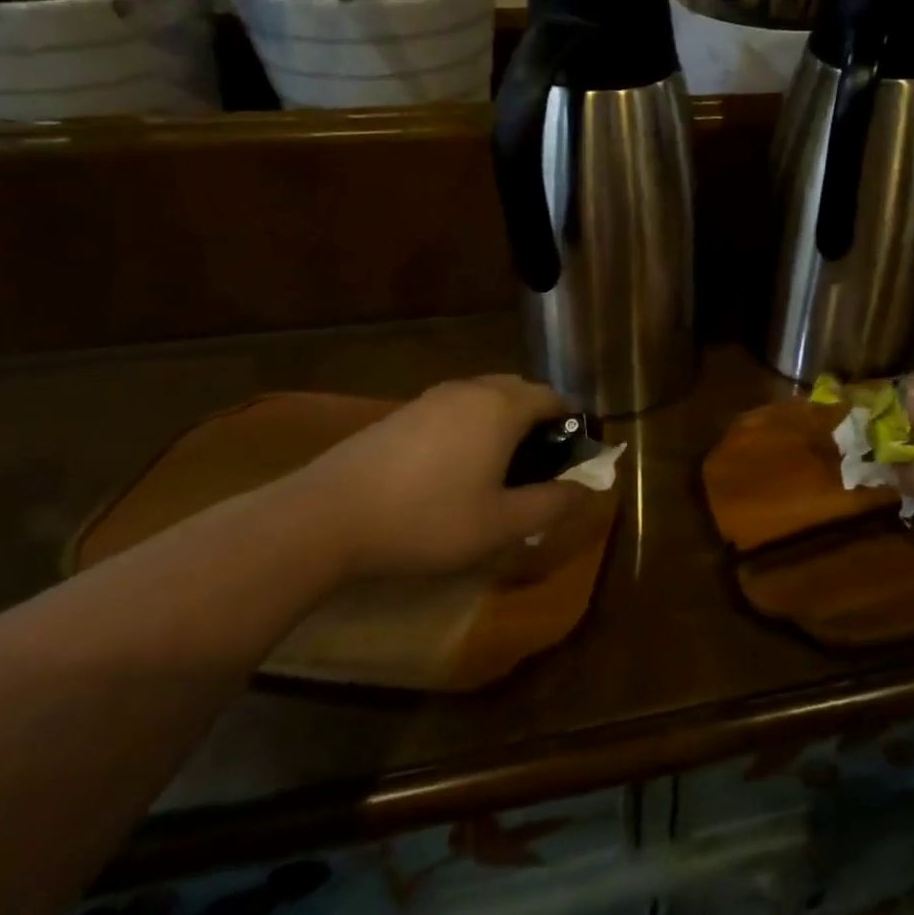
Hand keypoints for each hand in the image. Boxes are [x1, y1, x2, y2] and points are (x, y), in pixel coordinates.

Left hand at [279, 375, 597, 580]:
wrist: (327, 516)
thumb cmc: (428, 519)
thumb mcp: (501, 524)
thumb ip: (552, 504)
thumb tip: (586, 490)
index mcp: (502, 407)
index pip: (554, 397)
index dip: (573, 422)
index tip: (578, 453)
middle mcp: (471, 390)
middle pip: (521, 390)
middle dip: (540, 418)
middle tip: (544, 462)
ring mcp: (433, 397)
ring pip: (486, 397)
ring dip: (505, 420)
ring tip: (503, 465)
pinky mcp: (403, 413)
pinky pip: (456, 408)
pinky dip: (474, 425)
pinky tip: (458, 466)